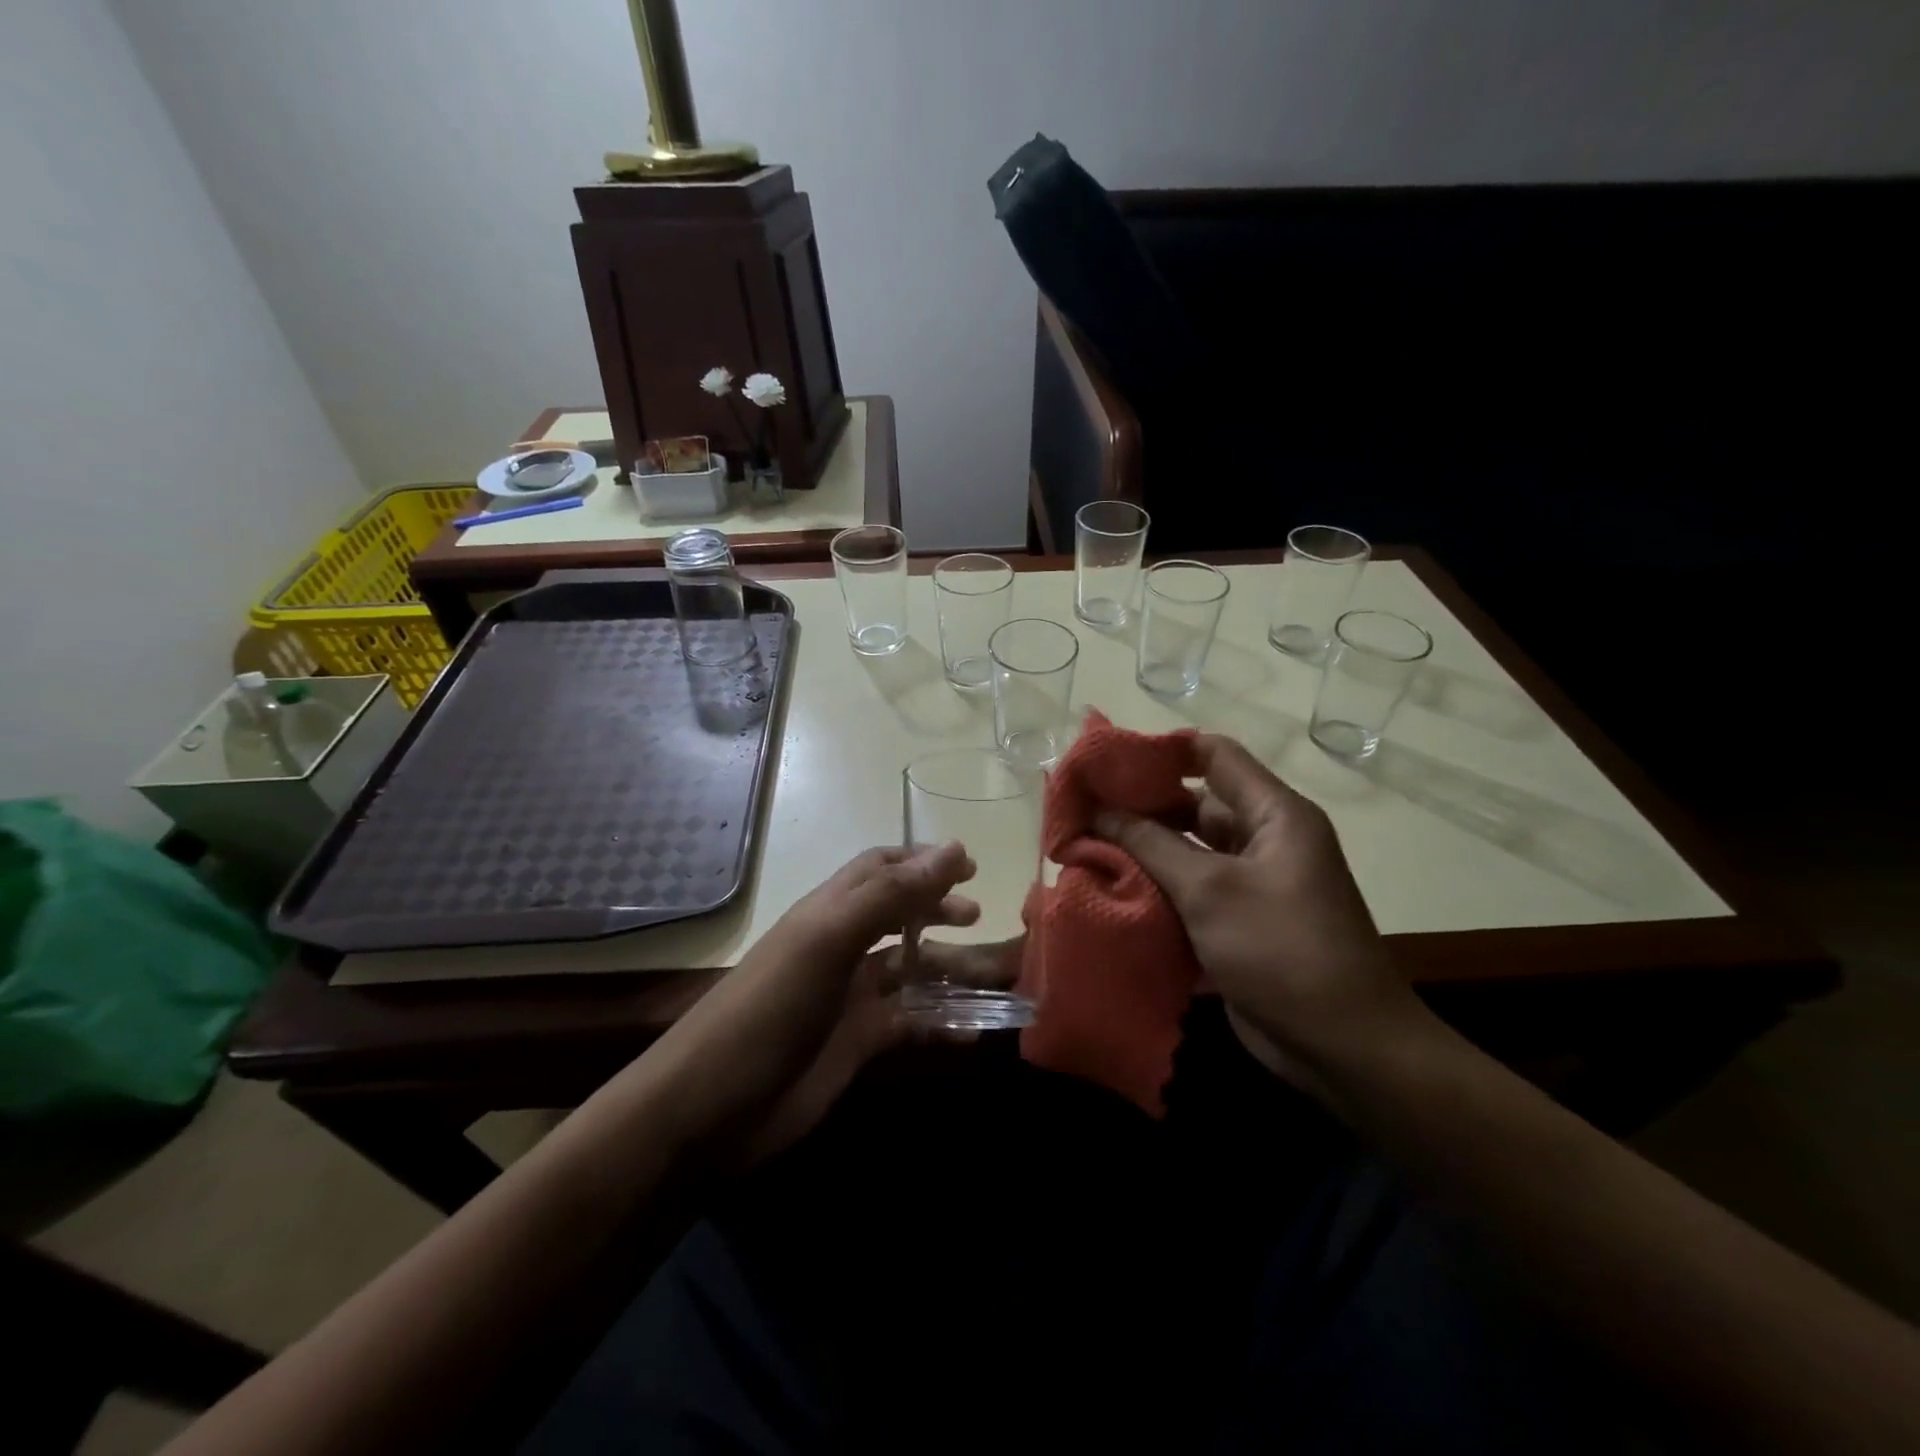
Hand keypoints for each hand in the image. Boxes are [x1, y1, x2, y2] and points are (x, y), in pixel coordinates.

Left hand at [656, 843, 988, 1166]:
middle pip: (902, 915)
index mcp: (832, 910)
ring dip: (952, 970)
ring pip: (913, 970)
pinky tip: (975, 1031)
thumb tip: (954, 848)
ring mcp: (851, 996)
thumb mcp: (830, 940)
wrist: (712, 1106)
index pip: (881, 868)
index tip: (970, 866)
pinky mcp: (858, 1042)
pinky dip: (944, 1022)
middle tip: (977, 917)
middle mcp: (843, 946)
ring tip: (996, 977)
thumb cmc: (772, 1006)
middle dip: (940, 910)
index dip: (923, 862)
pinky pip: (912, 1022)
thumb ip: (892, 895)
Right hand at [1094, 735, 1428, 1093]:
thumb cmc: (1281, 950)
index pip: (1213, 755)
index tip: (1106, 760)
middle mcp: (1263, 840)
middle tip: (1081, 809)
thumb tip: (1097, 809)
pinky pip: (1189, 891)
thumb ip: (1149, 843)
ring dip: (1141, 851)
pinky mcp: (1236, 923)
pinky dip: (1154, 889)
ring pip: (1186, 851)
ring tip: (1082, 847)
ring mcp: (1250, 884)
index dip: (1161, 750)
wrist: (1343, 1049)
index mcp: (1273, 814)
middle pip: (1193, 804)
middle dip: (1138, 806)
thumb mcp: (1210, 890)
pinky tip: (1108, 890)